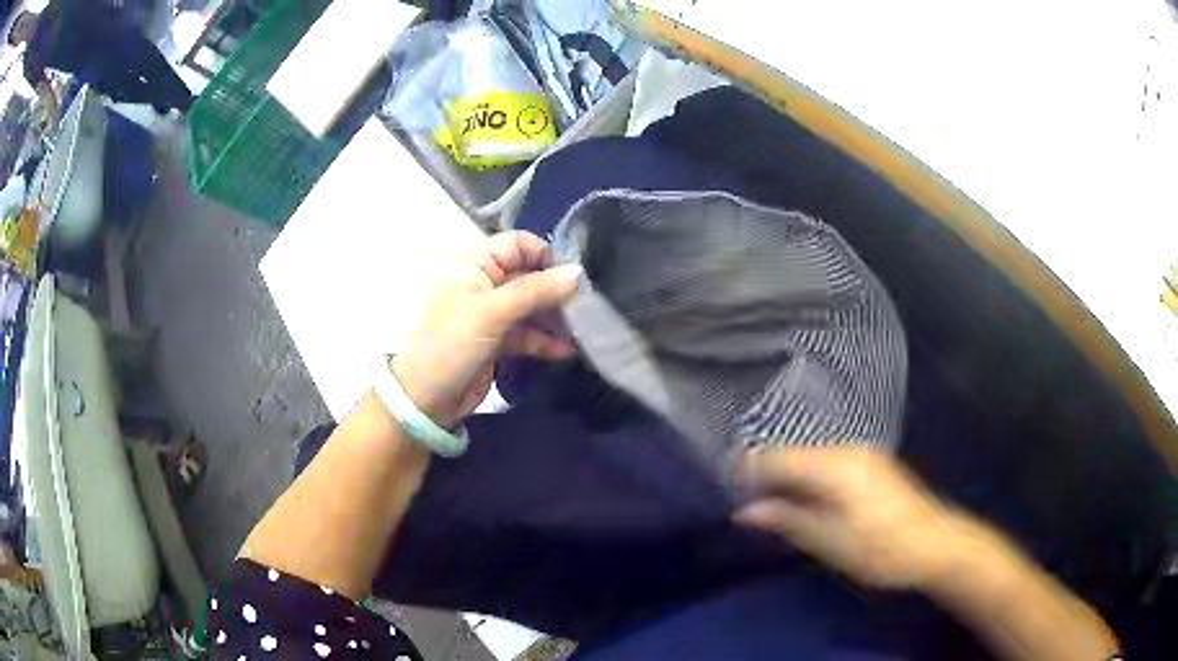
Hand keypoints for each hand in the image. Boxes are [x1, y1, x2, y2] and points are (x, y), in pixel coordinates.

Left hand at [392, 231, 581, 427]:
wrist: (425, 399)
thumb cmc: (452, 344)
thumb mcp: (492, 312)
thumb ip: (536, 290)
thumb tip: (579, 273)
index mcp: (475, 263)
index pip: (519, 244)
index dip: (546, 255)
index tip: (574, 278)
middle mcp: (485, 282)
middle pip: (529, 275)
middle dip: (557, 289)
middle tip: (587, 306)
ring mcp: (492, 313)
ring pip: (532, 306)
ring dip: (556, 317)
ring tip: (585, 329)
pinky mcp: (498, 341)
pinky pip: (528, 333)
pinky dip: (546, 340)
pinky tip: (569, 351)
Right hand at [735, 446, 974, 589]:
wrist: (936, 545)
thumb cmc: (882, 549)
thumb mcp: (831, 542)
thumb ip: (788, 521)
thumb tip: (745, 511)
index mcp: (836, 466)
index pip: (778, 458)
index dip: (748, 471)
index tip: (725, 488)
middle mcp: (847, 450)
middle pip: (793, 455)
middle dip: (767, 477)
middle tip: (746, 505)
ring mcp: (862, 455)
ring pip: (809, 459)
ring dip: (788, 480)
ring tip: (771, 508)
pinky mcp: (870, 464)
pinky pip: (826, 464)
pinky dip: (808, 481)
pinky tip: (805, 503)